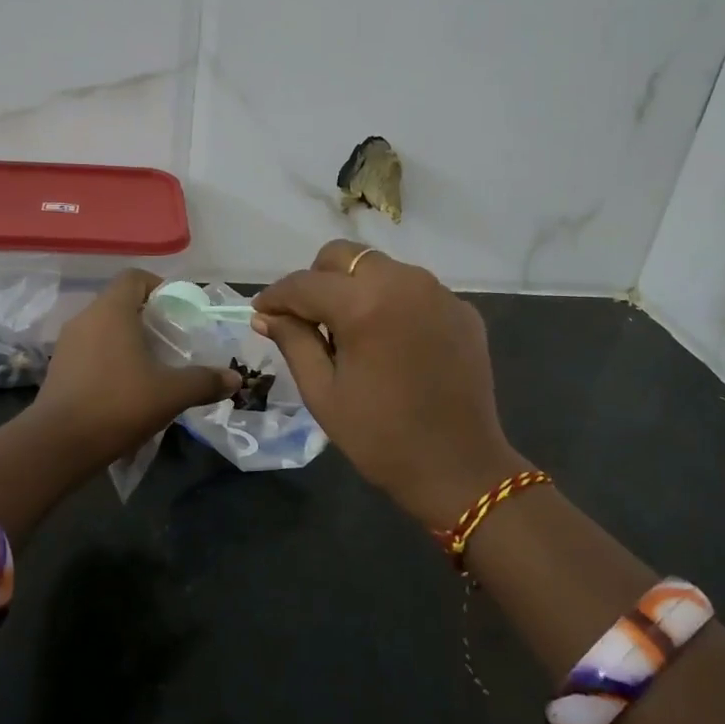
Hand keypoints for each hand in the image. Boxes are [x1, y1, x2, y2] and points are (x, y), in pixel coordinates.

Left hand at [31, 269, 241, 465]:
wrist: (58, 445)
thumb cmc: (118, 405)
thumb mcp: (171, 394)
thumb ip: (205, 381)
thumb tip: (235, 379)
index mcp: (111, 311)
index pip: (135, 277)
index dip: (159, 286)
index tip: (179, 311)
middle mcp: (86, 319)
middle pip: (120, 302)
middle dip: (148, 317)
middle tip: (173, 341)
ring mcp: (67, 344)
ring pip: (104, 328)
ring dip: (128, 340)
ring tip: (153, 365)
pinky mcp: (58, 369)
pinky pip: (90, 351)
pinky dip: (110, 359)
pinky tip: (127, 386)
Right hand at [253, 241, 528, 528]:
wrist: (458, 467)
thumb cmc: (380, 437)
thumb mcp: (323, 392)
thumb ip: (293, 342)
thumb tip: (266, 314)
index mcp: (364, 305)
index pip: (305, 283)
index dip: (276, 296)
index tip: (262, 311)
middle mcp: (404, 283)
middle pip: (345, 256)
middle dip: (318, 280)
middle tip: (309, 319)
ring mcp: (439, 293)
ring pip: (381, 267)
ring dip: (356, 287)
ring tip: (351, 331)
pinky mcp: (463, 309)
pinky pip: (414, 289)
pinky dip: (392, 302)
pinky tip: (390, 341)